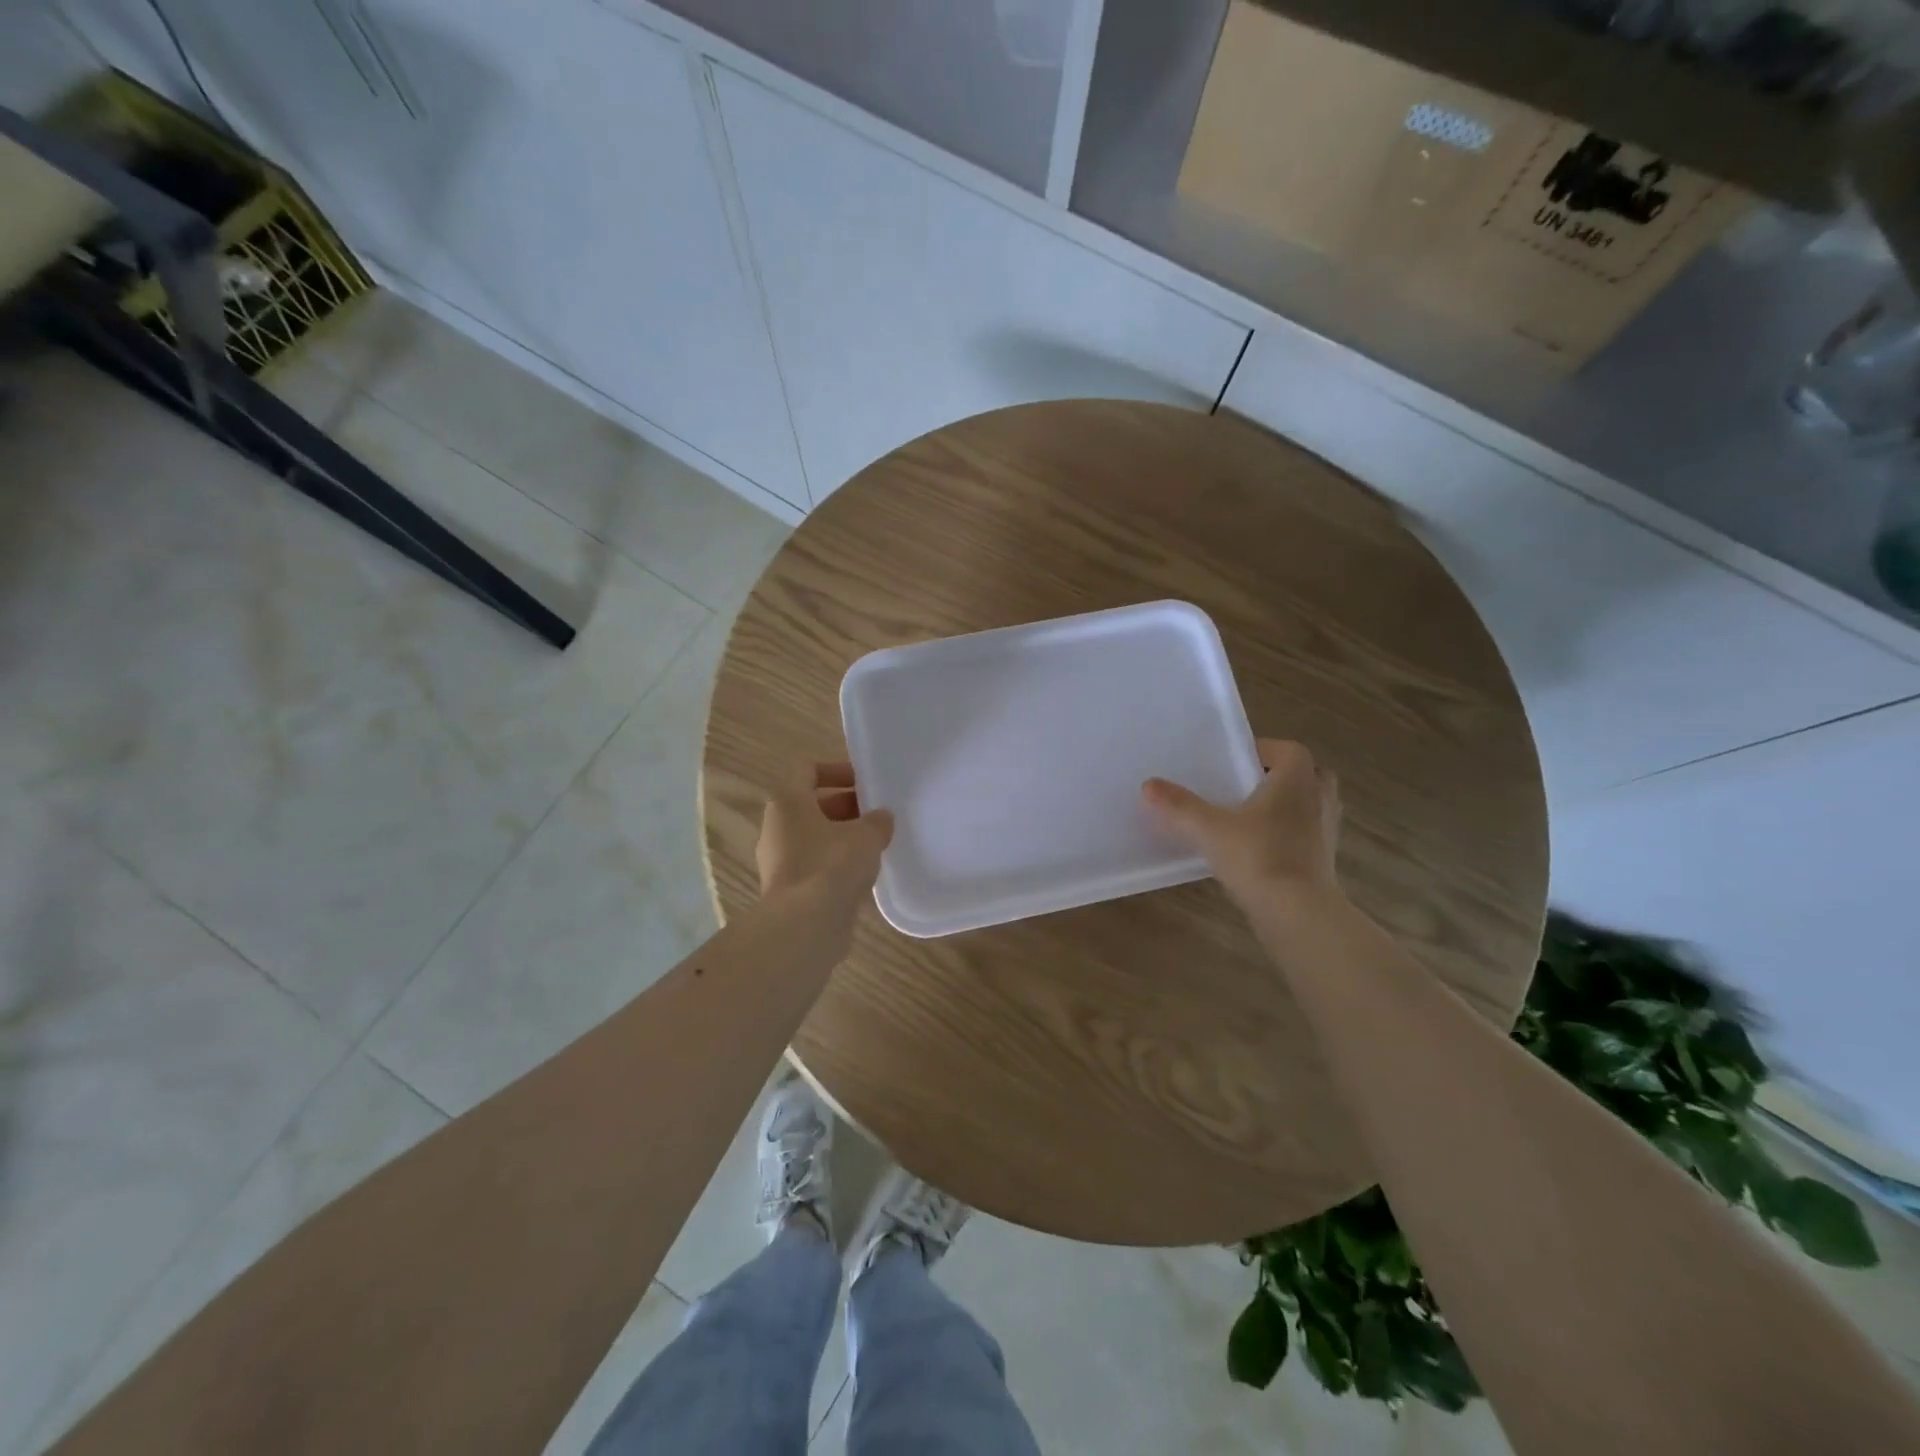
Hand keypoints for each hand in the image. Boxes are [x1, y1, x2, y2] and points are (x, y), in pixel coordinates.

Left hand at [756, 761, 894, 908]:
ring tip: (876, 845)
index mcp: (787, 802)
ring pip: (814, 838)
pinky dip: (837, 865)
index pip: (808, 770)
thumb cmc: (832, 865)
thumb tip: (881, 818)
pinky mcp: (788, 890)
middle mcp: (776, 828)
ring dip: (843, 837)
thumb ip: (877, 821)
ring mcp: (779, 861)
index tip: (865, 782)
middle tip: (877, 815)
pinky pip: (815, 866)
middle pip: (812, 806)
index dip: (838, 770)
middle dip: (847, 807)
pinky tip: (863, 874)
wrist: (805, 925)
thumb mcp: (866, 835)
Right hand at [1141, 738, 1343, 914]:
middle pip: (1305, 775)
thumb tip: (1149, 784)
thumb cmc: (1258, 856)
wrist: (1297, 913)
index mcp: (1297, 779)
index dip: (1261, 750)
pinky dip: (1288, 833)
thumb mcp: (1209, 828)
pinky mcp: (1324, 859)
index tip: (1232, 762)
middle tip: (1244, 786)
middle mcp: (1319, 798)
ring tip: (1248, 816)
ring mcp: (1326, 830)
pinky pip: (1306, 833)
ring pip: (1308, 805)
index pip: (1287, 750)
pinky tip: (1258, 848)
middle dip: (1278, 776)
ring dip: (1285, 805)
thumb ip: (1180, 805)